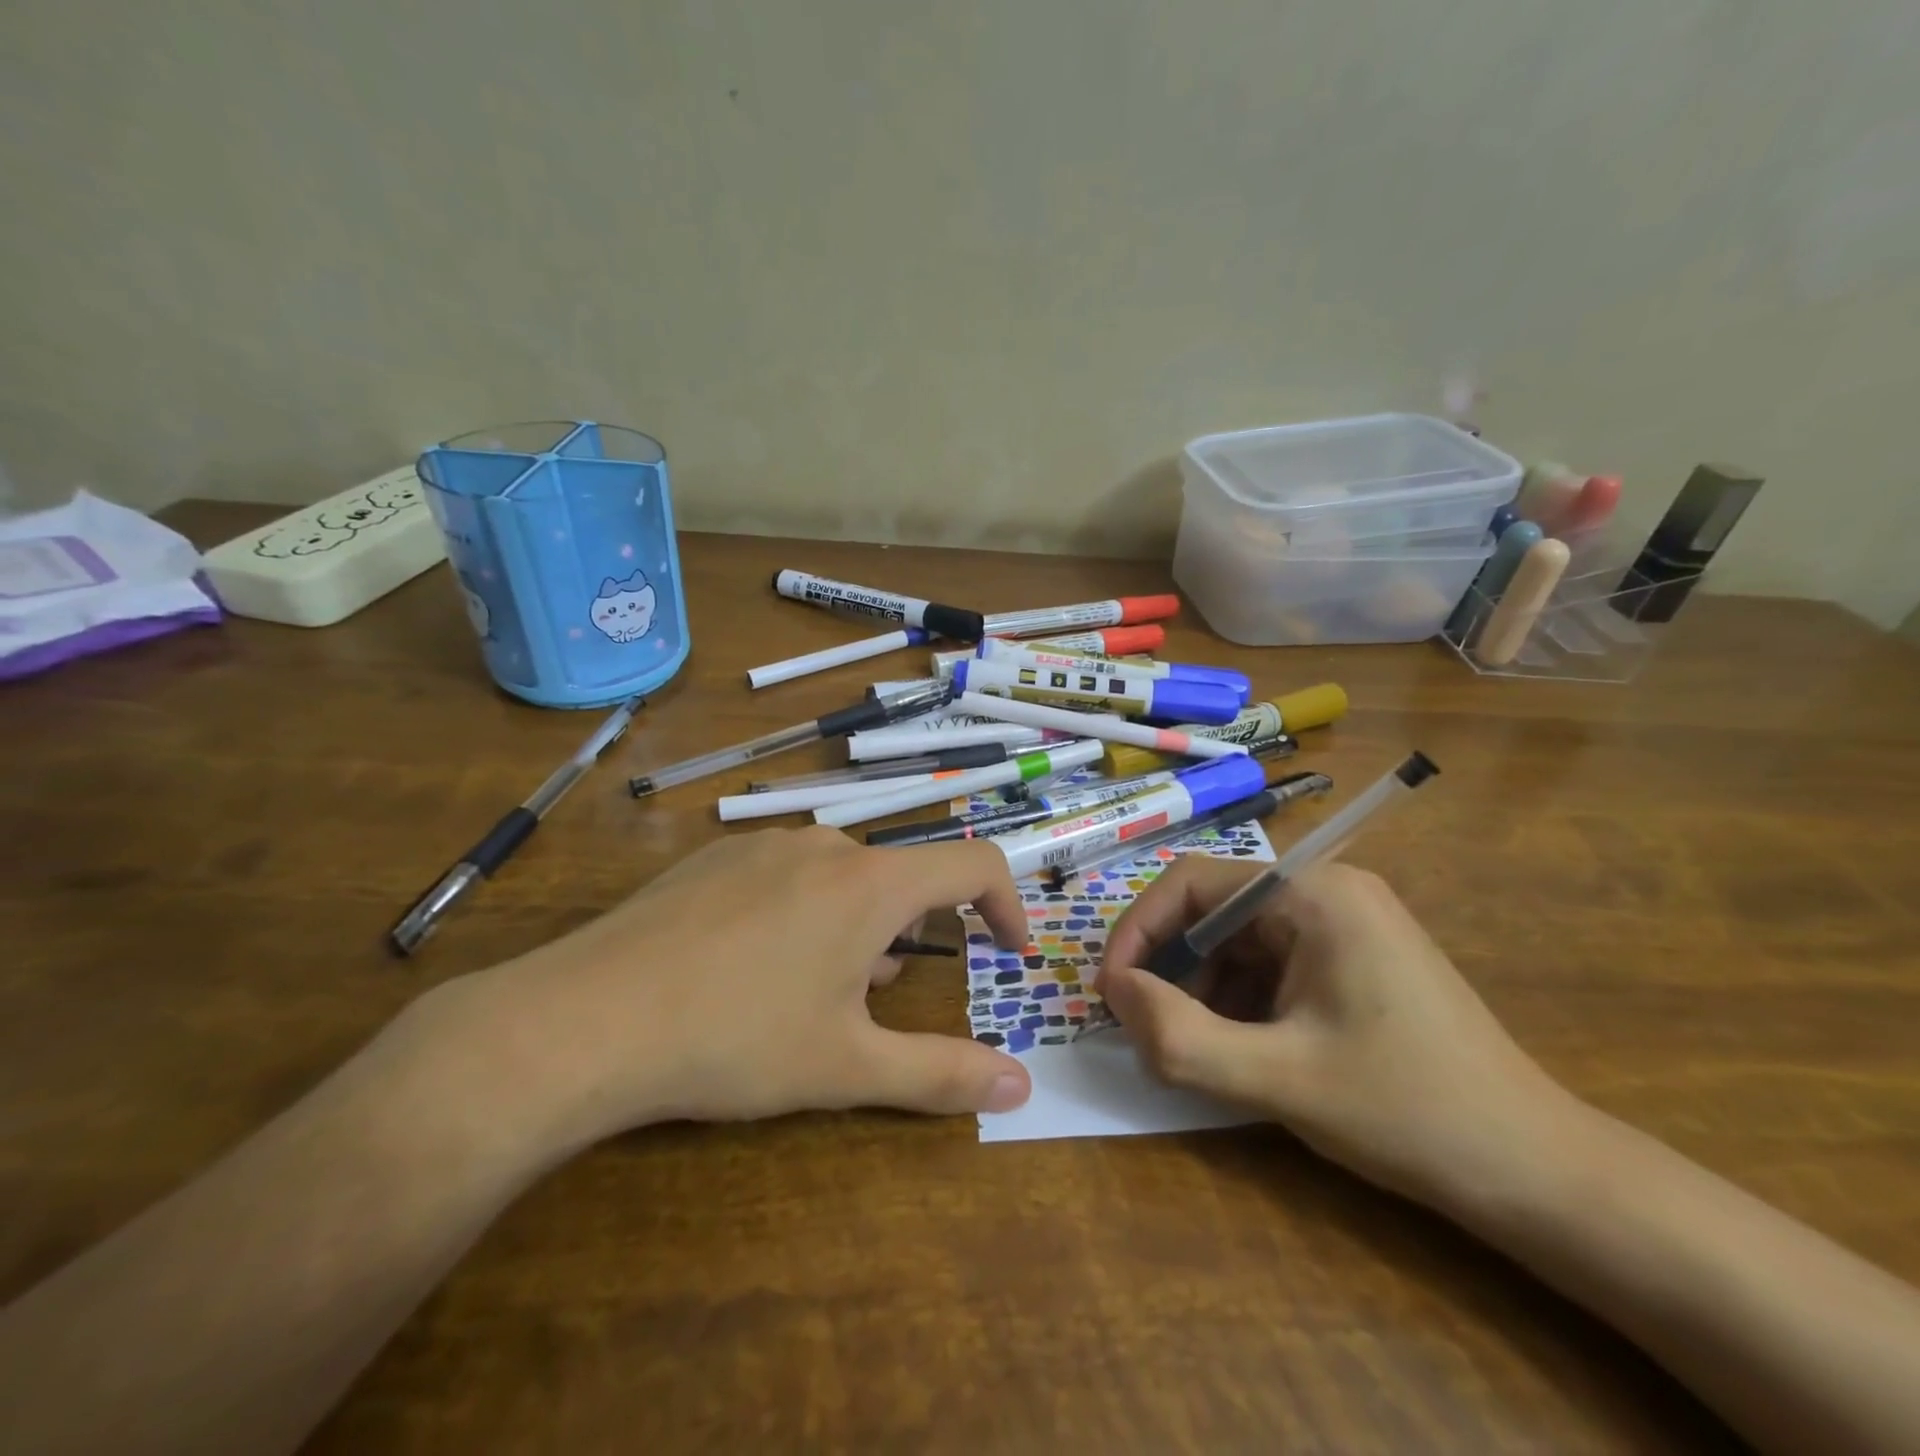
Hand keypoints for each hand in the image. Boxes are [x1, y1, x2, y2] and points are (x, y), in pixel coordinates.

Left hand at [425, 828, 1033, 1150]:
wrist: (583, 1018)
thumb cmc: (735, 1039)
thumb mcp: (847, 1066)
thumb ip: (942, 1074)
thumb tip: (1022, 1088)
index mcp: (871, 883)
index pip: (973, 863)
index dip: (1006, 903)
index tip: (1007, 950)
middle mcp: (824, 846)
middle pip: (900, 878)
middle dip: (909, 937)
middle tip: (876, 1003)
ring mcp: (763, 845)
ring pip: (841, 878)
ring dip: (855, 927)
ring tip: (812, 992)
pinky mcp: (713, 858)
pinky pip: (786, 874)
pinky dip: (802, 912)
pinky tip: (751, 967)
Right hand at [1097, 859, 1578, 1210]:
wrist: (1538, 1173)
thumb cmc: (1407, 1111)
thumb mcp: (1278, 1079)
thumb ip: (1179, 1036)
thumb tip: (1113, 992)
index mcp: (1312, 893)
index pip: (1191, 883)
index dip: (1138, 932)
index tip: (1110, 992)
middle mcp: (1326, 890)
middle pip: (1212, 910)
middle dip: (1170, 969)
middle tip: (1146, 1030)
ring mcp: (1343, 923)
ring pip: (1236, 941)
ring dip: (1202, 990)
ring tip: (1195, 1050)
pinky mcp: (1351, 958)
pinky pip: (1269, 964)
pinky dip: (1238, 1001)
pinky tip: (1240, 1050)